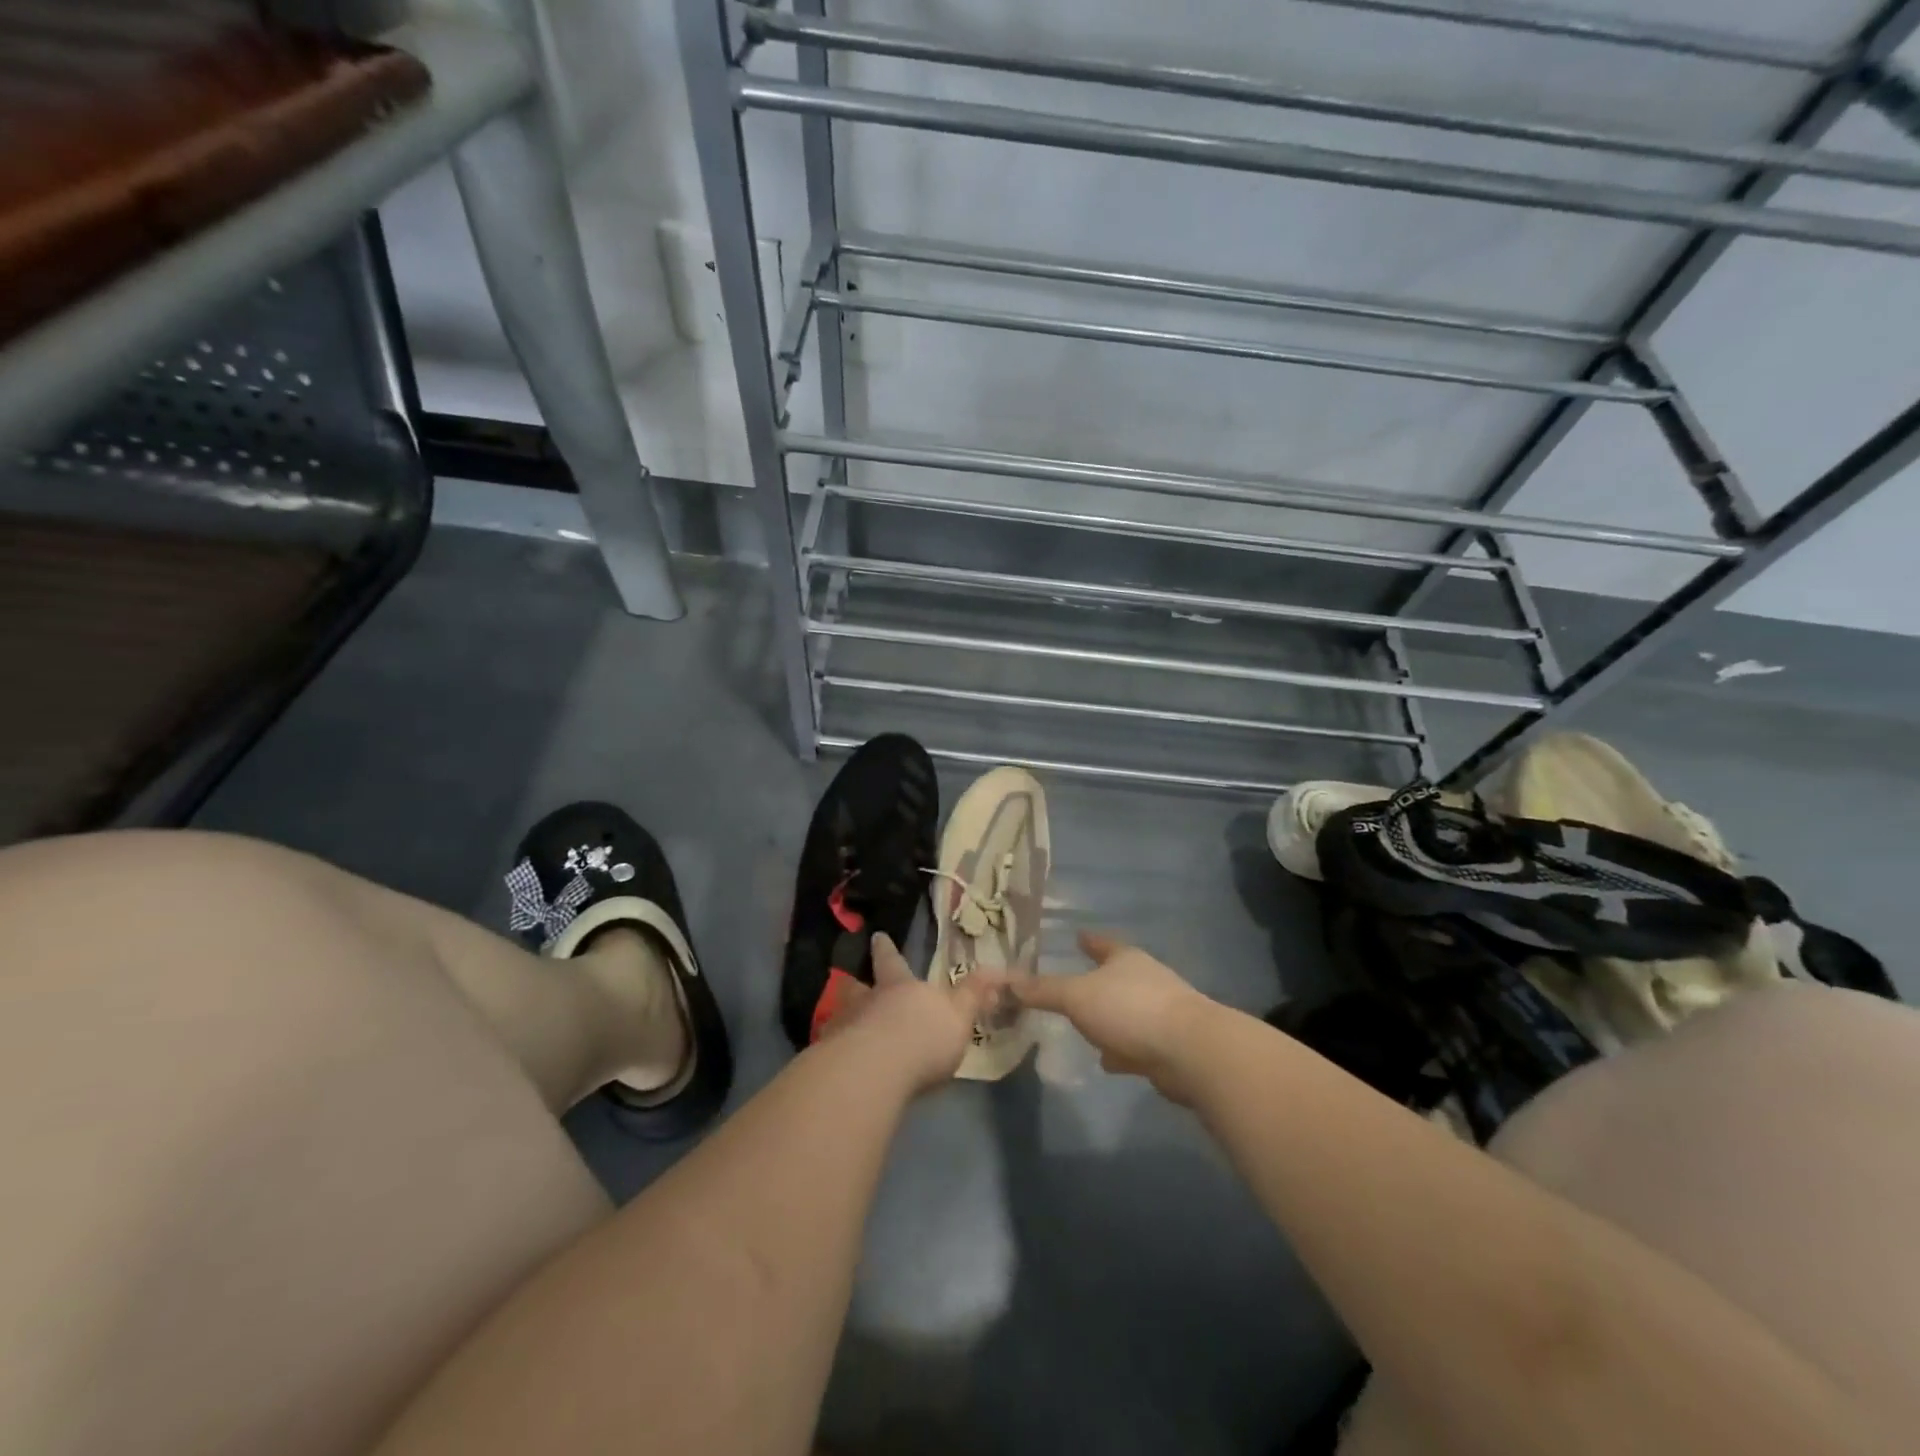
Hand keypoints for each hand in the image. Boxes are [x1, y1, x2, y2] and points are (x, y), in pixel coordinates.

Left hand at [817, 933, 1005, 1094]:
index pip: (893, 962)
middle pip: (859, 987)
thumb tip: (996, 969)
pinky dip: (835, 1052)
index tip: (878, 936)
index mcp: (900, 987)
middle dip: (858, 986)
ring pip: (842, 1015)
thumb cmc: (923, 1038)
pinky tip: (838, 1064)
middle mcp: (867, 1001)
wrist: (876, 1070)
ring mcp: (843, 1027)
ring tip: (844, 1026)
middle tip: (854, 984)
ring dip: (845, 1018)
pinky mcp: (829, 1058)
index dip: (887, 950)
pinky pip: (831, 1049)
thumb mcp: (959, 1015)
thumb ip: (973, 995)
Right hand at [1012, 931, 1214, 1101]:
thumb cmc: (1129, 1010)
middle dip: (1098, 980)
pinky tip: (1109, 1061)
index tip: (1078, 935)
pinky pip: (1136, 1043)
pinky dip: (1121, 1049)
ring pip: (1126, 1011)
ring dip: (1109, 1018)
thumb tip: (1007, 981)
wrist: (1189, 1051)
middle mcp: (1146, 980)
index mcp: (1125, 960)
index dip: (1089, 940)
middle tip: (1075, 984)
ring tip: (1087, 1026)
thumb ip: (1044, 990)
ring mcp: (1161, 1012)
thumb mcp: (1077, 996)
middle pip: (1117, 976)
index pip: (1103, 943)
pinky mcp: (1168, 1045)